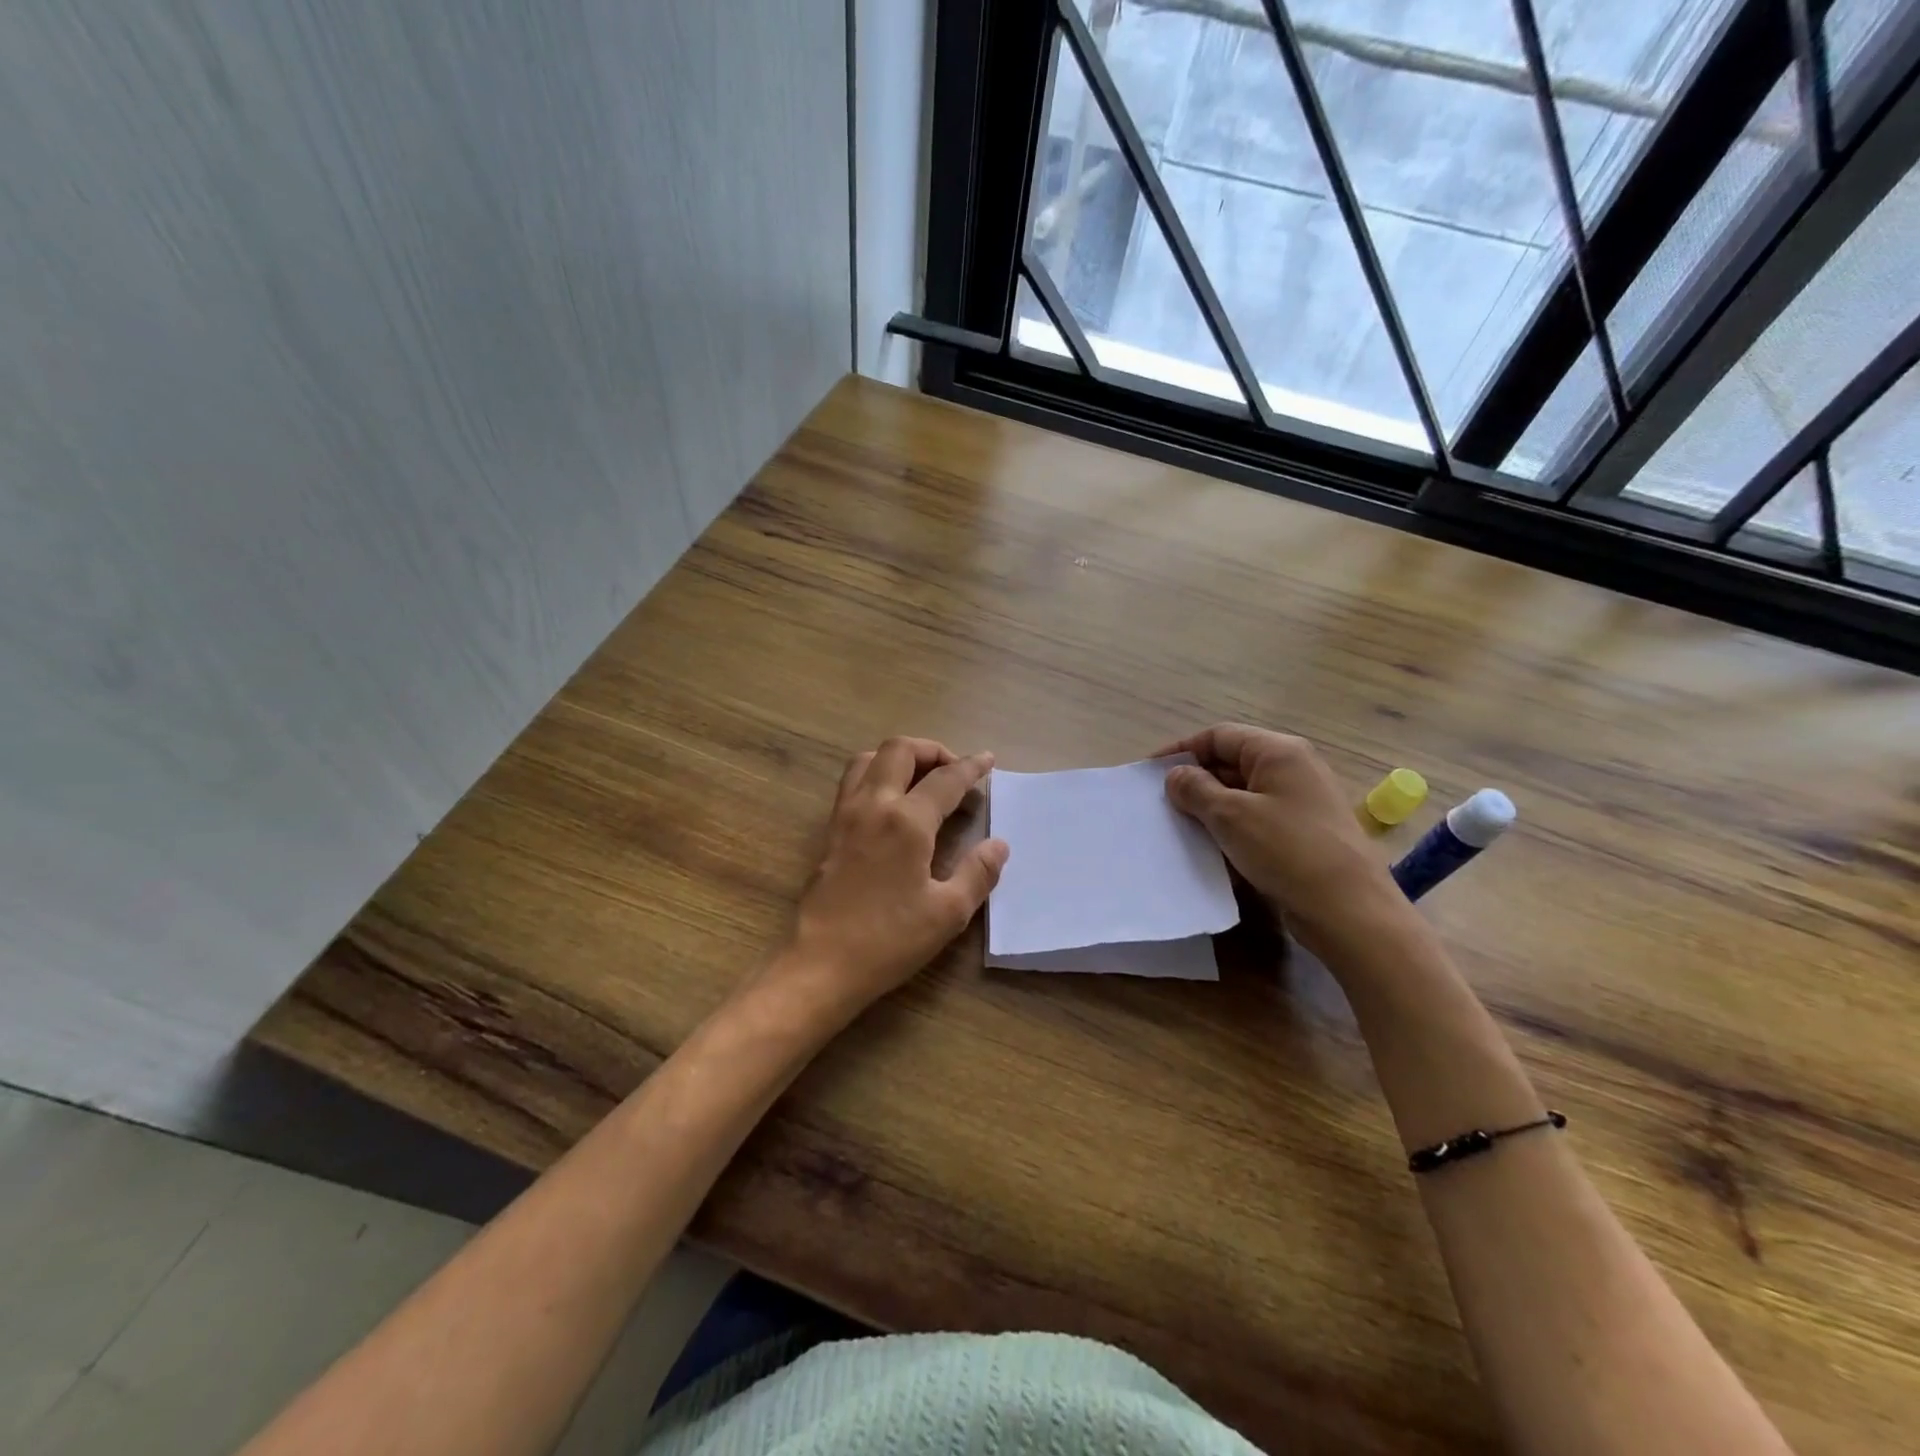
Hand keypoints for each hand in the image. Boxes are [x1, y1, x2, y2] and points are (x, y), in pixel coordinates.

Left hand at [780, 737, 1007, 1019]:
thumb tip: (998, 845)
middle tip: (955, 770)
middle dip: (932, 750)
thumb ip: (978, 873)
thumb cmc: (889, 940)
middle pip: (900, 750)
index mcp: (907, 821)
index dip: (971, 767)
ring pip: (869, 758)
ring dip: (899, 757)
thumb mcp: (947, 913)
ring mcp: (845, 814)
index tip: (988, 760)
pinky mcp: (829, 830)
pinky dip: (876, 774)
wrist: (821, 963)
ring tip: (922, 778)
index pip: (945, 779)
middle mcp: (873, 805)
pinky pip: (852, 782)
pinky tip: (892, 802)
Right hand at [1159, 724, 1404, 951]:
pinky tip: (1211, 852)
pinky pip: (1257, 822)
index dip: (1181, 750)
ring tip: (1180, 829)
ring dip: (1210, 810)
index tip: (1149, 773)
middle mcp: (1293, 769)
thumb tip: (1177, 775)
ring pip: (1242, 795)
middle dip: (1195, 782)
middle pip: (1231, 763)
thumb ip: (1196, 789)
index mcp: (1278, 752)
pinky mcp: (1303, 834)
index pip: (1219, 736)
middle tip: (1161, 805)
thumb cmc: (1287, 850)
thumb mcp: (1231, 815)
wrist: (1349, 910)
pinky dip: (1232, 831)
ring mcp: (1301, 803)